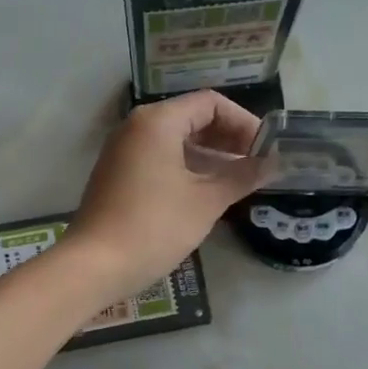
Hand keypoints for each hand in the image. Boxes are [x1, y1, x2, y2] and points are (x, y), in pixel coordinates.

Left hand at [65, 90, 266, 303]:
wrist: (95, 265)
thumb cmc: (154, 227)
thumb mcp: (206, 201)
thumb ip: (241, 176)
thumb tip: (272, 163)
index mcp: (158, 121)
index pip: (211, 104)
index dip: (243, 123)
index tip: (266, 150)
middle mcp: (137, 127)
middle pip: (192, 119)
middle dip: (228, 139)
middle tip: (257, 165)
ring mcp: (123, 151)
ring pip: (176, 141)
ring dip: (210, 156)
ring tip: (239, 181)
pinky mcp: (118, 175)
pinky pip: (160, 159)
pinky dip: (187, 168)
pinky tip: (207, 193)